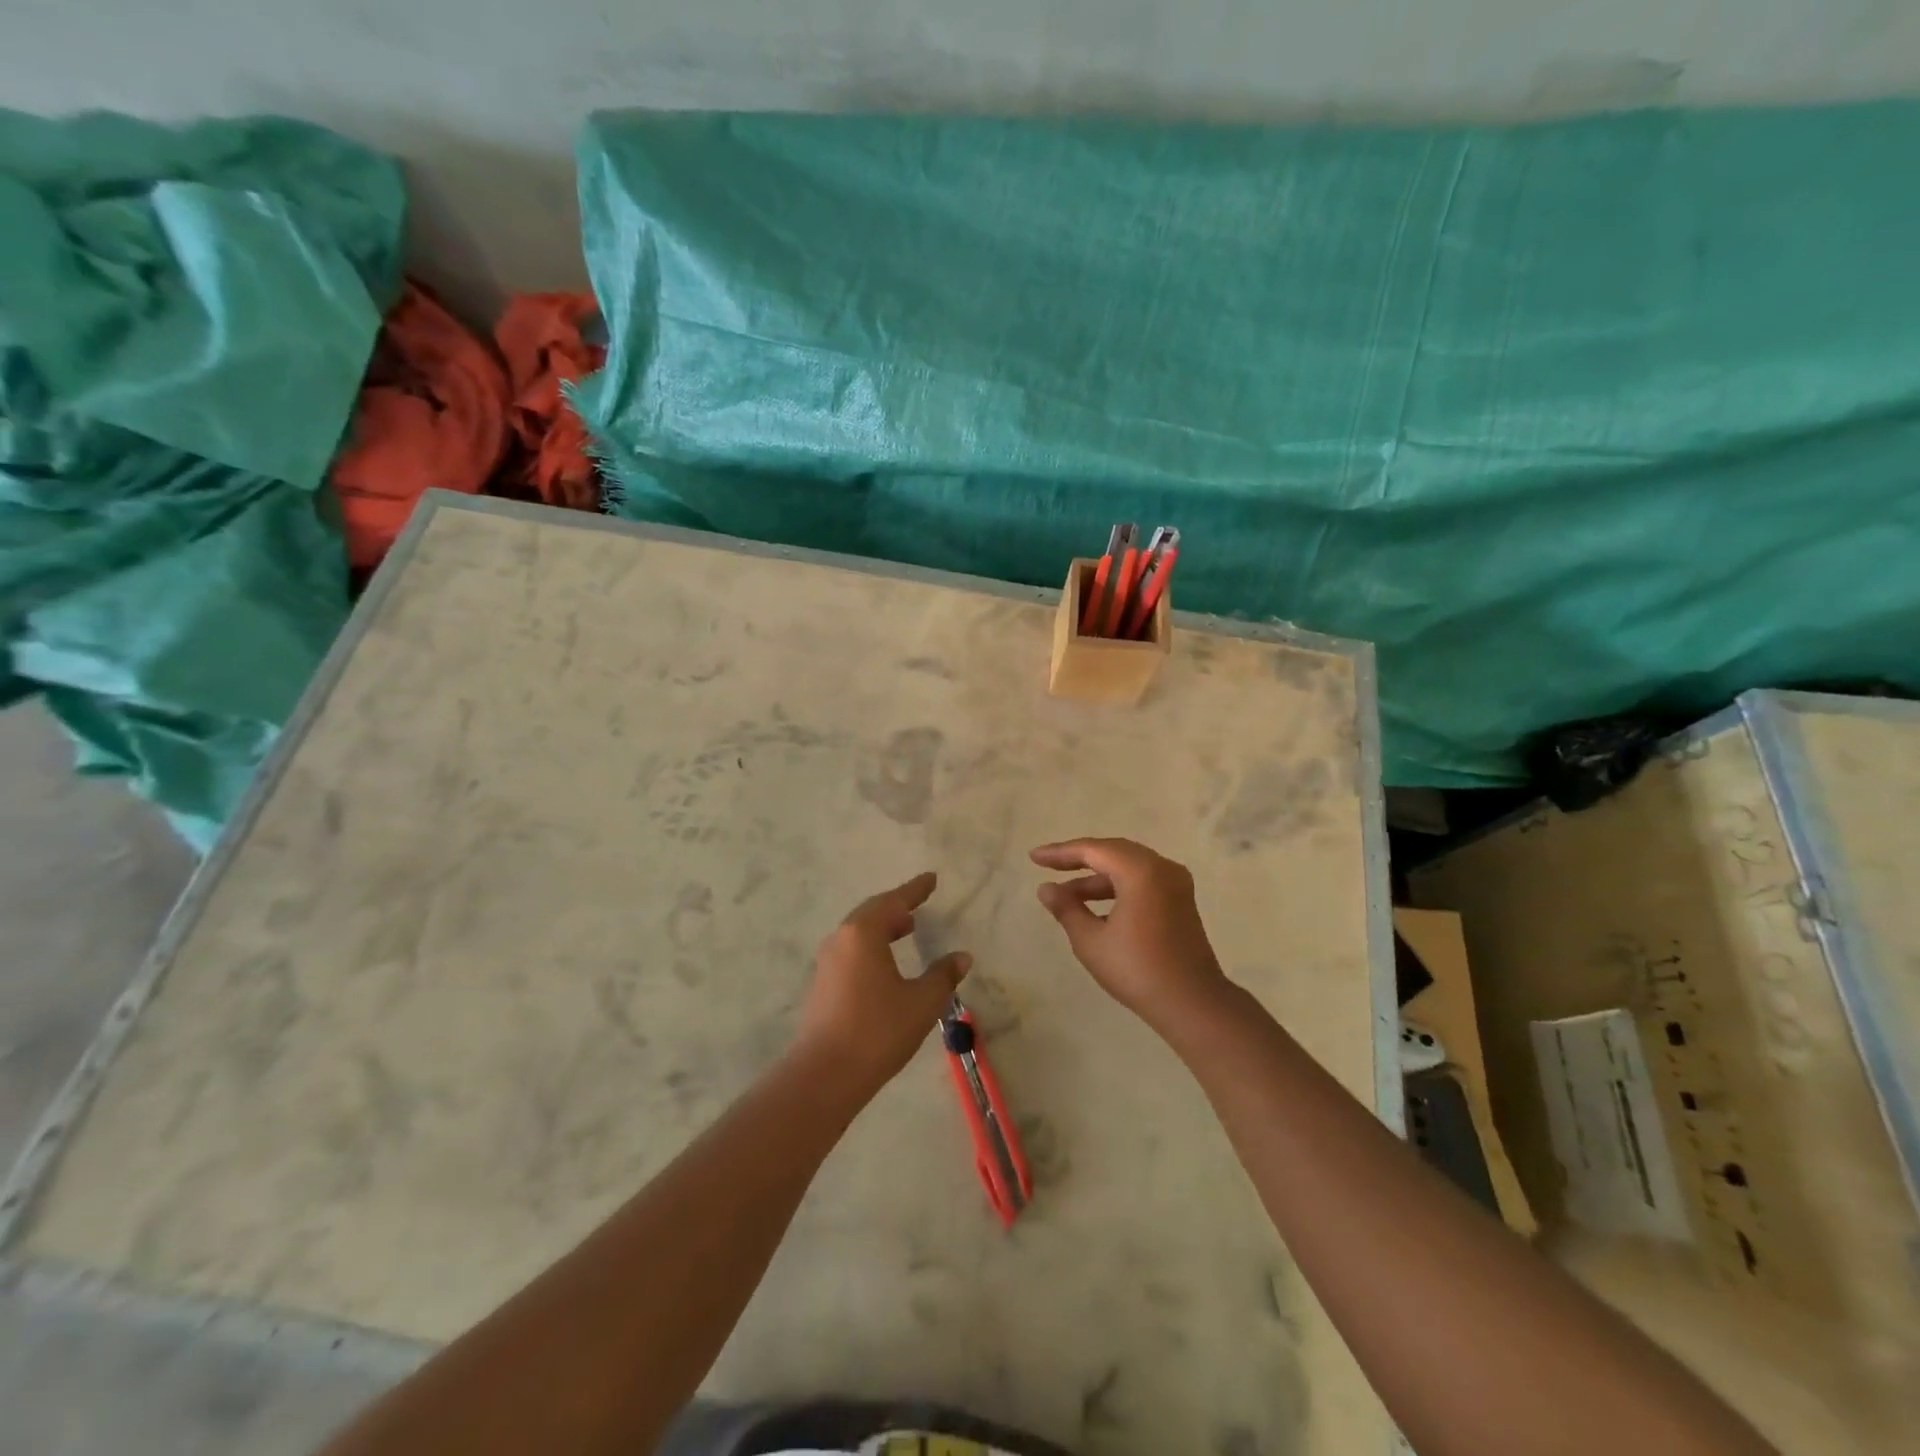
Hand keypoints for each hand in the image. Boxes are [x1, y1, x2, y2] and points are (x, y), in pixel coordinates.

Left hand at [794, 871, 970, 1095]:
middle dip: (896, 907)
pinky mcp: (822, 985)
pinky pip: (851, 951)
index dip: (915, 890)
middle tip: (918, 905)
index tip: (930, 878)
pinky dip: (871, 947)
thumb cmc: (877, 1031)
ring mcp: (827, 962)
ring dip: (882, 927)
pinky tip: (885, 964)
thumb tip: (961, 956)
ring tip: (906, 931)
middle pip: (871, 913)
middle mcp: (841, 939)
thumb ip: (943, 975)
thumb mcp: (921, 1002)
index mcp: (863, 933)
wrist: (824, 1075)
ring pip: (858, 933)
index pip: (893, 901)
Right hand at [1031, 838, 1231, 1034]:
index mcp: (1140, 870)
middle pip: (1112, 852)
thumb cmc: (1137, 970)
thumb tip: (1046, 889)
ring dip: (1096, 878)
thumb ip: (1067, 908)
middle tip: (1047, 866)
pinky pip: (1142, 880)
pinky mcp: (1180, 900)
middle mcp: (1161, 867)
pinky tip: (1095, 906)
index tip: (1034, 858)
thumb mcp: (1091, 940)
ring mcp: (1175, 883)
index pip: (1093, 850)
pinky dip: (1116, 887)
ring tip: (1065, 894)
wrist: (1192, 1003)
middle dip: (1078, 859)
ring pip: (1128, 866)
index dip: (1060, 853)